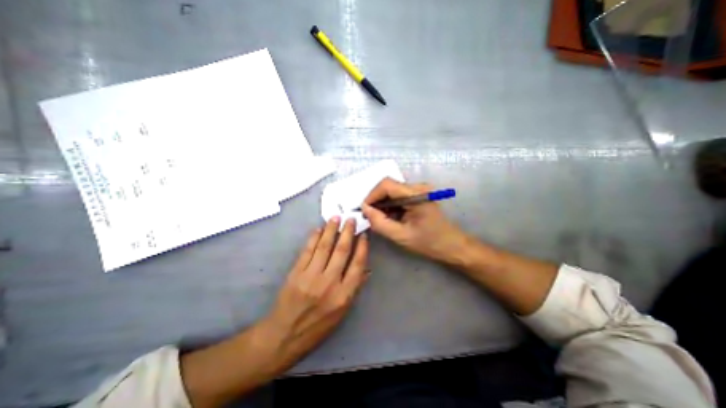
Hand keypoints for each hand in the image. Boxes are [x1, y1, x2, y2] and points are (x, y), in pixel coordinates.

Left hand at [260, 218, 369, 371]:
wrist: (284, 336)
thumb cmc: (318, 327)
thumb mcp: (342, 312)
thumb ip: (354, 288)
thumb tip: (366, 269)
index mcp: (344, 295)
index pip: (357, 264)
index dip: (362, 247)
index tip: (364, 234)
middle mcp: (329, 283)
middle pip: (342, 251)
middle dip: (347, 232)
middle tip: (350, 219)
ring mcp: (311, 276)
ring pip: (324, 247)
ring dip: (331, 230)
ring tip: (336, 218)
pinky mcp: (296, 273)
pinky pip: (307, 251)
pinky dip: (313, 238)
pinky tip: (318, 229)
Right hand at [360, 179, 466, 263]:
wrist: (451, 245)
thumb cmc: (429, 242)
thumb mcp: (401, 236)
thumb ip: (380, 222)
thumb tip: (364, 209)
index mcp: (416, 194)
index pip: (386, 184)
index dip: (372, 195)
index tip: (365, 210)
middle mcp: (418, 187)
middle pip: (388, 186)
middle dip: (376, 200)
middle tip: (370, 216)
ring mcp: (419, 190)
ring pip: (392, 190)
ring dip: (383, 203)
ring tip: (380, 219)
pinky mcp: (419, 194)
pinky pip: (398, 195)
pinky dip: (390, 205)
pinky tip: (390, 217)